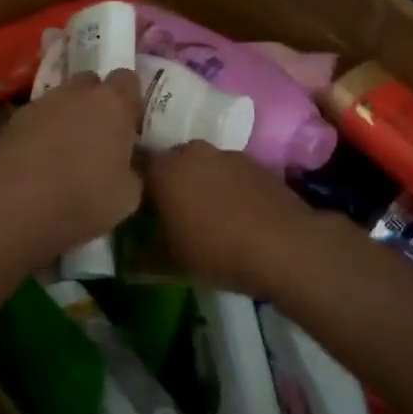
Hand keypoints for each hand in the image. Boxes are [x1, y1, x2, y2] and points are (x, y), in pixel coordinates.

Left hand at [0, 70, 143, 261]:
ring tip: (67, 152)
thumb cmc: (81, 199)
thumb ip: (134, 169)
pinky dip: (43, 131)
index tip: (131, 126)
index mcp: (112, 103)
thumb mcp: (128, 197)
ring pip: (62, 100)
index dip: (130, 101)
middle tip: (101, 136)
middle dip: (98, 103)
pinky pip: (38, 117)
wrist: (13, 207)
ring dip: (68, 116)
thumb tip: (130, 162)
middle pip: (92, 83)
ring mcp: (41, 103)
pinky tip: (40, 161)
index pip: (128, 79)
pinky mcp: (13, 120)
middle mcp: (76, 93)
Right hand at [144, 143, 324, 293]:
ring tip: (205, 215)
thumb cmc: (217, 250)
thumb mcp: (172, 262)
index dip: (134, 187)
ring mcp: (226, 154)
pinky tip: (234, 214)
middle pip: (170, 162)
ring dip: (199, 183)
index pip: (136, 167)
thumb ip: (143, 255)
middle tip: (169, 212)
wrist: (286, 246)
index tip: (137, 208)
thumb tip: (126, 260)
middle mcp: (191, 151)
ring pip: (201, 166)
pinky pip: (229, 173)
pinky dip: (226, 187)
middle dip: (168, 182)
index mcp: (163, 168)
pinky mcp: (255, 163)